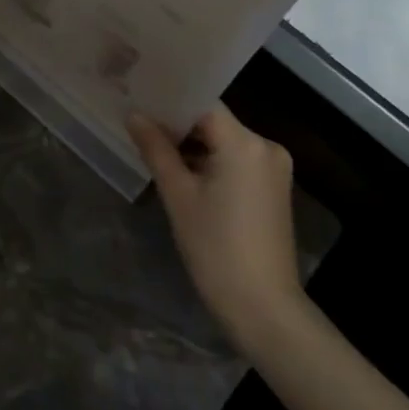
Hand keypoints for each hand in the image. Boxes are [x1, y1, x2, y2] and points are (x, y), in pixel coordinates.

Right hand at [128, 103, 306, 356]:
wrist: (264, 309)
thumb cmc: (216, 249)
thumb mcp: (178, 196)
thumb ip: (156, 149)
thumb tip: (135, 115)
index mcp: (244, 142)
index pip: (202, 103)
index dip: (171, 101)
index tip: (140, 100)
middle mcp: (266, 146)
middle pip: (214, 121)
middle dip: (179, 125)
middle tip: (141, 125)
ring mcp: (274, 167)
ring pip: (225, 141)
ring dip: (195, 145)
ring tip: (155, 148)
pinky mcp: (274, 188)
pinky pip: (237, 159)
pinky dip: (212, 162)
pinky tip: (185, 173)